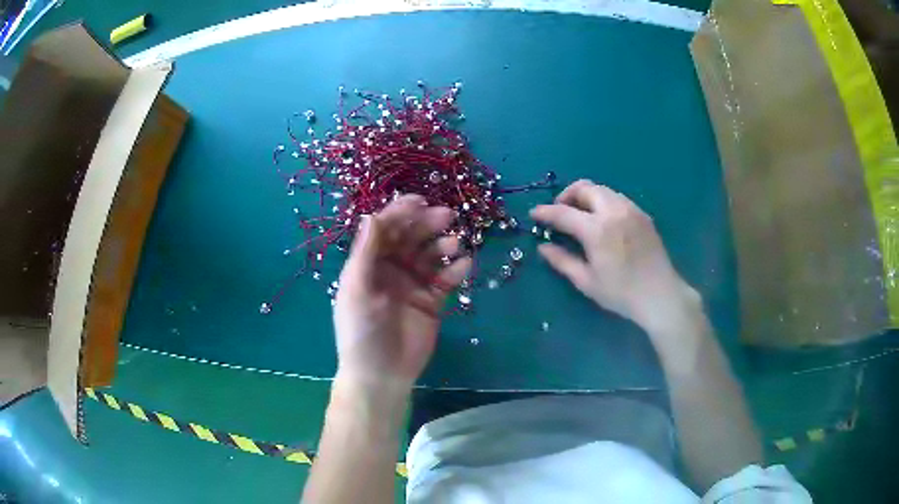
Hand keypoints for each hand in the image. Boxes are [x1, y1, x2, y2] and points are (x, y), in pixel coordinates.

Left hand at [333, 195, 471, 395]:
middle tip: (447, 216)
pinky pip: (446, 278)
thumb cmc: (362, 332)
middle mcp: (391, 269)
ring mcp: (413, 284)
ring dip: (443, 245)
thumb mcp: (357, 290)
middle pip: (411, 237)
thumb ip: (365, 253)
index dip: (401, 213)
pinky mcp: (432, 301)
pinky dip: (456, 270)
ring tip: (455, 244)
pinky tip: (464, 264)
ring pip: (431, 255)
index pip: (385, 229)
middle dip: (427, 224)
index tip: (421, 201)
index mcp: (368, 263)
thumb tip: (371, 215)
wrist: (382, 375)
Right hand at [530, 180, 697, 332]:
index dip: (545, 212)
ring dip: (586, 197)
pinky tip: (603, 221)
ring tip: (581, 215)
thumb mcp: (587, 281)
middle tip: (560, 212)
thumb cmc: (621, 293)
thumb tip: (543, 247)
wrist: (660, 294)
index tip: (534, 213)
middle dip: (567, 195)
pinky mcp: (642, 214)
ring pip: (602, 190)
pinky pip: (617, 198)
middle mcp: (614, 211)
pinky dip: (603, 202)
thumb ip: (562, 261)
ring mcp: (631, 210)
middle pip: (584, 188)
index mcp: (597, 229)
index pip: (564, 212)